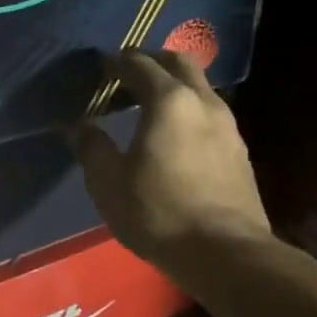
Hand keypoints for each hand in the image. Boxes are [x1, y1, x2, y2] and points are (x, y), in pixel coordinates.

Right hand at [72, 50, 274, 267]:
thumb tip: (76, 126)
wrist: (228, 256)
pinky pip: (209, 112)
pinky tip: (174, 136)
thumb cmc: (160, 213)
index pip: (138, 63)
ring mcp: (228, 125)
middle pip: (177, 62)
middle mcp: (203, 102)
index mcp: (168, 101)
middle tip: (126, 77)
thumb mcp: (109, 183)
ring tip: (148, 107)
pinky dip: (188, 109)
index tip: (98, 69)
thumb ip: (91, 147)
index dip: (115, 62)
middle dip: (151, 61)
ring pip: (199, 86)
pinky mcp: (239, 150)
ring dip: (172, 85)